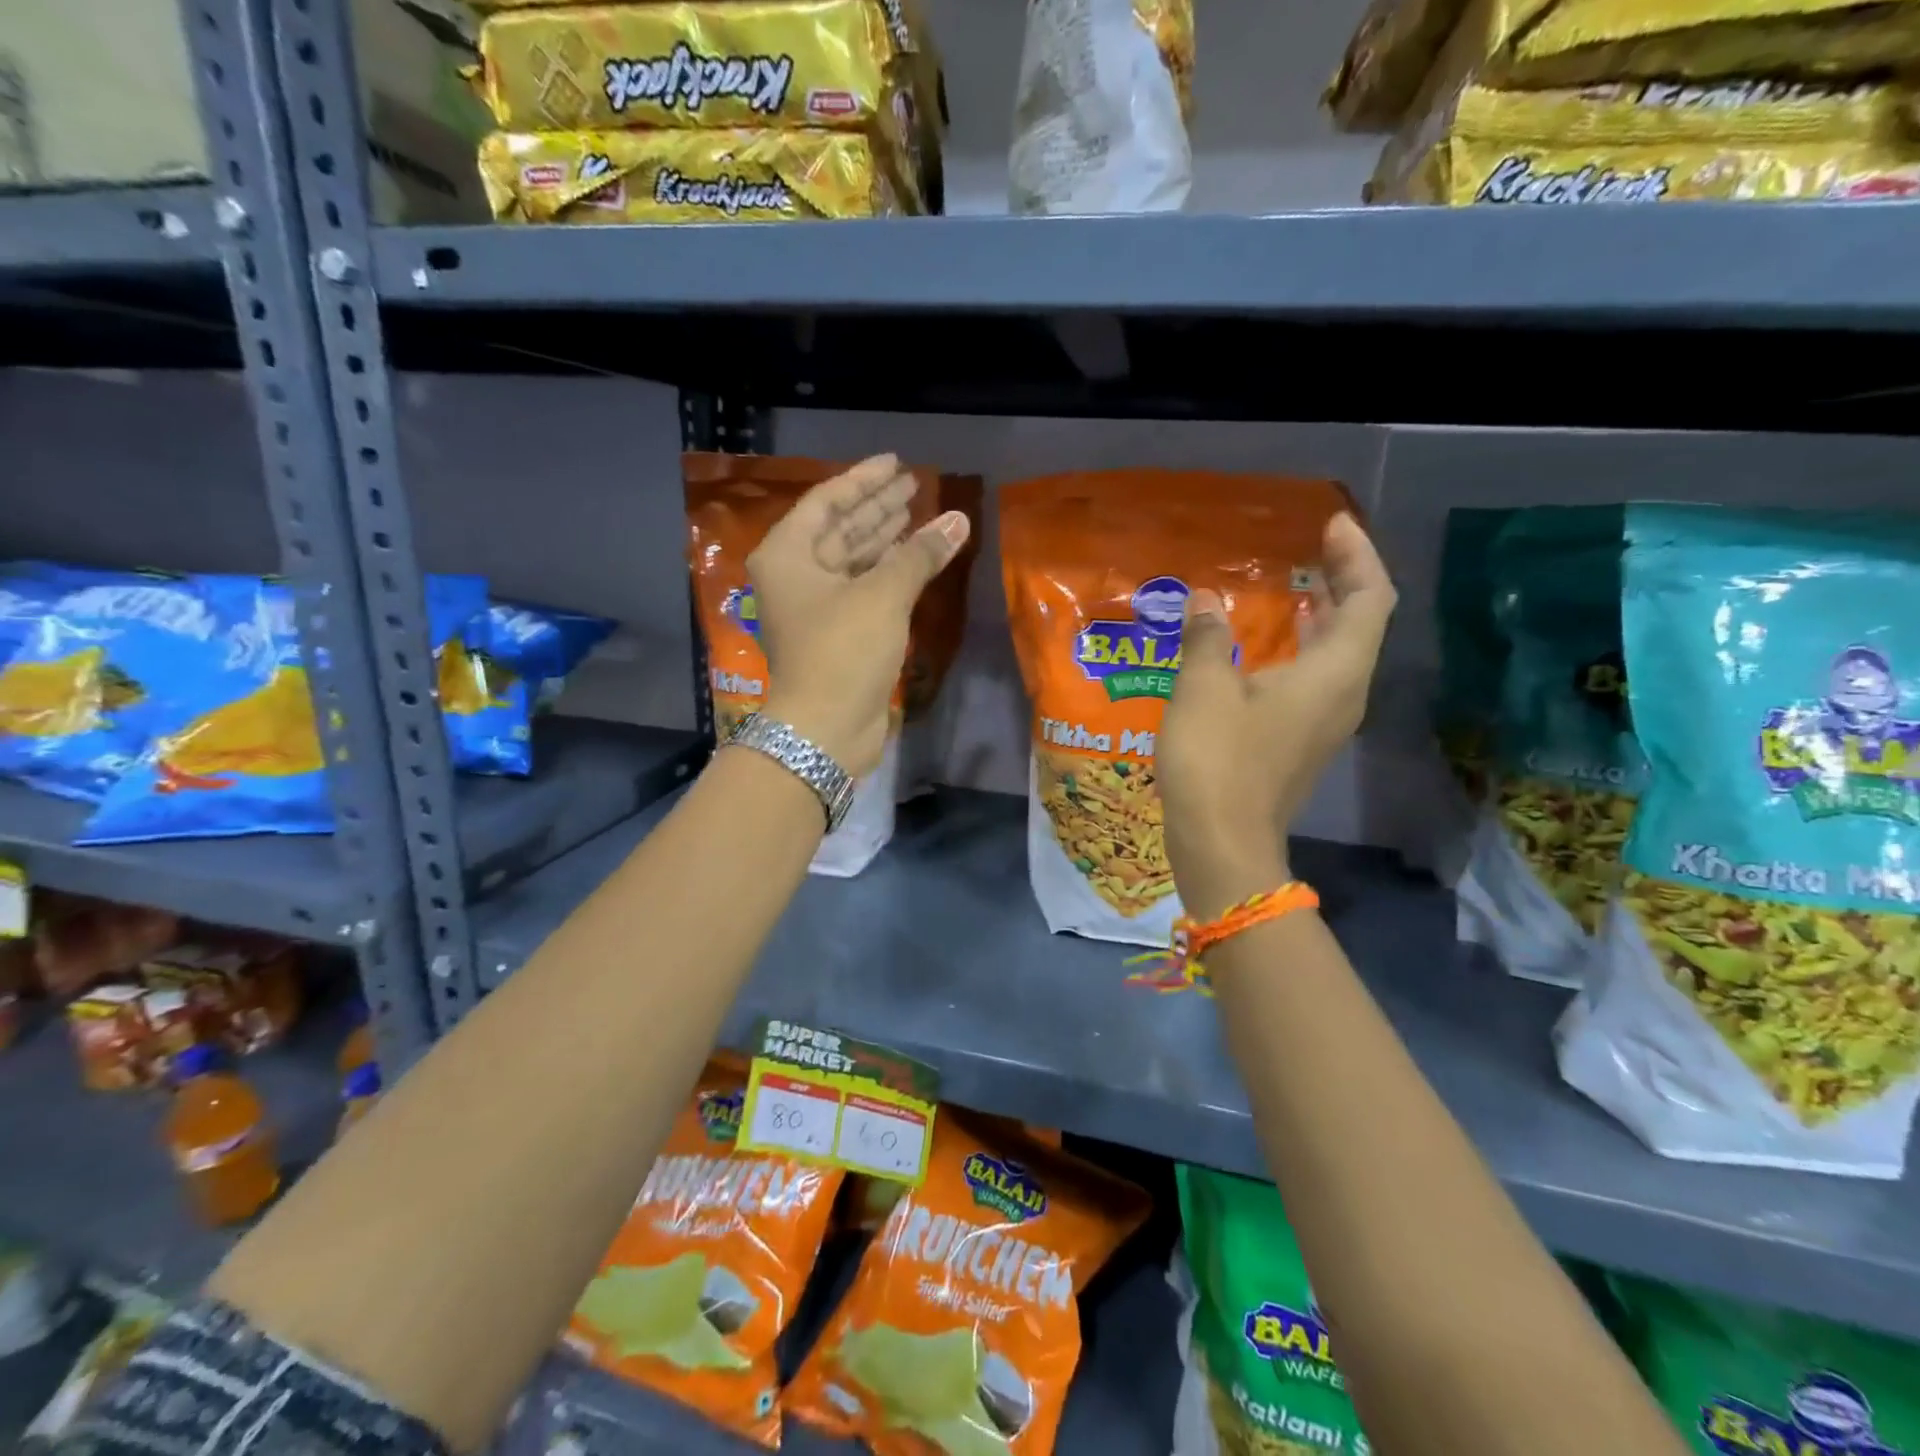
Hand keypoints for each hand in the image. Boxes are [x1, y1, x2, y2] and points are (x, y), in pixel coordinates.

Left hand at [751, 454, 970, 776]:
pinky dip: (888, 572)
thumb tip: (958, 519)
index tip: (897, 464)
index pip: (826, 501)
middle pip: (839, 529)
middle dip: (877, 508)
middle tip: (915, 485)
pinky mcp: (837, 633)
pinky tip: (915, 557)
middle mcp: (795, 576)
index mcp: (787, 555)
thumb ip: (920, 553)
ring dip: (886, 538)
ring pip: (853, 560)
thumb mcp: (883, 595)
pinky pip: (863, 588)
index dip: (863, 480)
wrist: (827, 729)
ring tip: (920, 513)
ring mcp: (815, 607)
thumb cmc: (843, 651)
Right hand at [1158, 513, 1395, 917]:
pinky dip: (1300, 649)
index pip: (1370, 597)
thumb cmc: (1217, 759)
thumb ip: (1206, 637)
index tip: (1331, 525)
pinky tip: (1263, 647)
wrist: (1222, 844)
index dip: (1356, 555)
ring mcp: (1325, 724)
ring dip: (1321, 616)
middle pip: (1361, 623)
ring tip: (1290, 588)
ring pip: (1339, 654)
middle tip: (1311, 548)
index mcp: (1334, 672)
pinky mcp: (1302, 744)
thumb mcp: (1203, 688)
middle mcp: (1344, 694)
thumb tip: (1205, 601)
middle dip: (1342, 580)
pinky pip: (1316, 680)